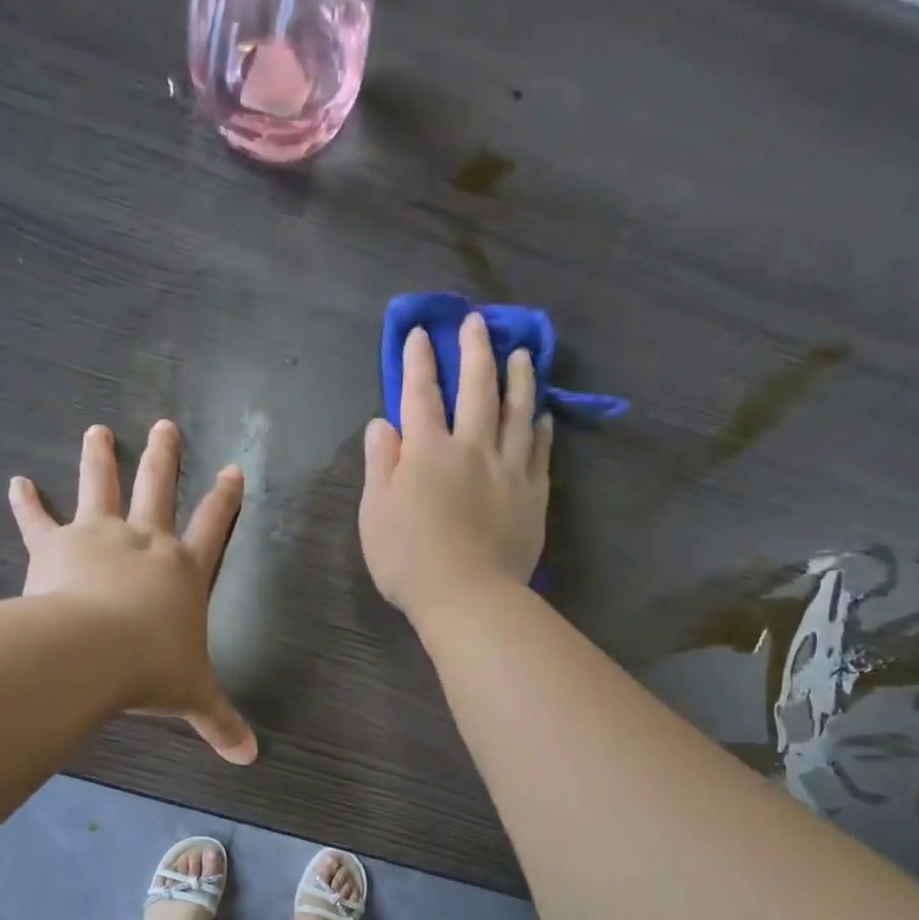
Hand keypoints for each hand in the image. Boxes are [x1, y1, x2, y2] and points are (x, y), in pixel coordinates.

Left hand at [9, 422, 257, 764]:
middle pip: (158, 489)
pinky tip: (15, 482)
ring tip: (97, 430)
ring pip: (102, 488)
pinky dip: (25, 503)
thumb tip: (250, 758)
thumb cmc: (152, 668)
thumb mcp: (193, 697)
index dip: (226, 499)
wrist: (94, 652)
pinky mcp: (56, 546)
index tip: (234, 469)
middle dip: (164, 458)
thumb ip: (220, 723)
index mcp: (184, 570)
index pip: (214, 526)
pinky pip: (38, 521)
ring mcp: (100, 537)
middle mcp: (145, 542)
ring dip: (101, 458)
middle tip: (164, 425)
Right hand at [359, 313, 552, 622]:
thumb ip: (381, 465)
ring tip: (521, 353)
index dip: (419, 361)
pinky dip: (540, 426)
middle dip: (474, 351)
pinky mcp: (533, 494)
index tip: (420, 333)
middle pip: (477, 388)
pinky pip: (539, 449)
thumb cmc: (409, 560)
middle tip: (477, 322)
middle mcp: (472, 448)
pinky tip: (542, 412)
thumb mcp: (376, 514)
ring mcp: (508, 469)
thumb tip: (383, 423)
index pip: (420, 394)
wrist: (468, 597)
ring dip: (518, 377)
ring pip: (517, 411)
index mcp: (427, 452)